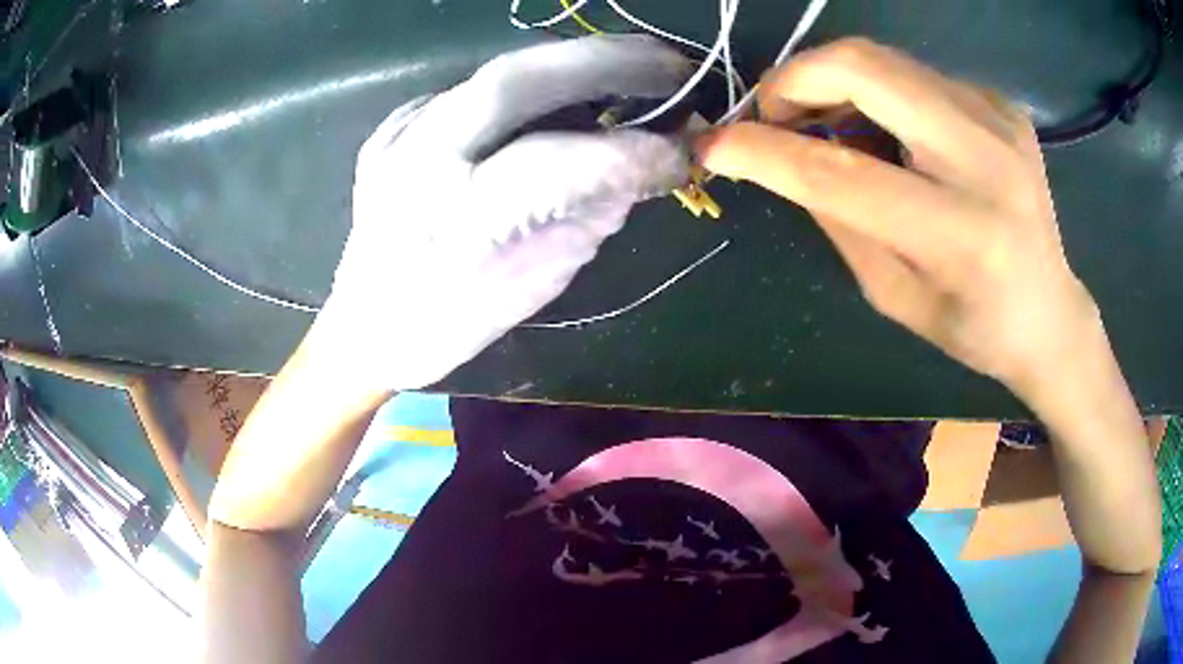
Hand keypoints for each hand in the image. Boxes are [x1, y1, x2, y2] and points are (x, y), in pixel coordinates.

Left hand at [322, 36, 691, 389]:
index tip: (685, 153)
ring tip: (635, 71)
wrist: (363, 325)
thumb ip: (586, 218)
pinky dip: (535, 88)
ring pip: (501, 72)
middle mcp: (416, 160)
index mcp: (450, 222)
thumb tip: (640, 166)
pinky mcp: (397, 122)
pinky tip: (565, 100)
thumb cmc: (446, 325)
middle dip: (607, 61)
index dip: (629, 152)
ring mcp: (400, 132)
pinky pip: (479, 89)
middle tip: (674, 67)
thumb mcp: (531, 286)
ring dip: (577, 65)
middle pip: (517, 78)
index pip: (553, 163)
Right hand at [698, 37, 1100, 401]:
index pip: (843, 174)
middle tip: (778, 114)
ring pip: (884, 60)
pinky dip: (883, 94)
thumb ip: (838, 218)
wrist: (1050, 312)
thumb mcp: (894, 296)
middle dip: (796, 78)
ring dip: (835, 83)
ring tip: (831, 125)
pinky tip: (894, 133)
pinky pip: (917, 76)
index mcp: (962, 235)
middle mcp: (987, 159)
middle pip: (864, 67)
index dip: (765, 153)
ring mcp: (999, 119)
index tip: (714, 146)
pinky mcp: (1002, 103)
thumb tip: (782, 158)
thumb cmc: (974, 326)